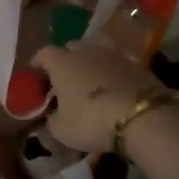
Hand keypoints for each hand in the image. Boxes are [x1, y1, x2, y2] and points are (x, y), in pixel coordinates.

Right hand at [31, 43, 168, 153]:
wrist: (142, 117)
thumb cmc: (90, 120)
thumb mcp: (61, 129)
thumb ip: (52, 118)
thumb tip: (53, 114)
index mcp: (61, 62)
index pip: (43, 54)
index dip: (37, 65)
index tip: (35, 77)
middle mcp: (85, 51)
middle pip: (70, 49)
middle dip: (65, 62)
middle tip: (63, 81)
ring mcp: (113, 55)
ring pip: (95, 56)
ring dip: (90, 67)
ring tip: (89, 86)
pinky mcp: (137, 65)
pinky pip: (116, 67)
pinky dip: (110, 76)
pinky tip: (112, 92)